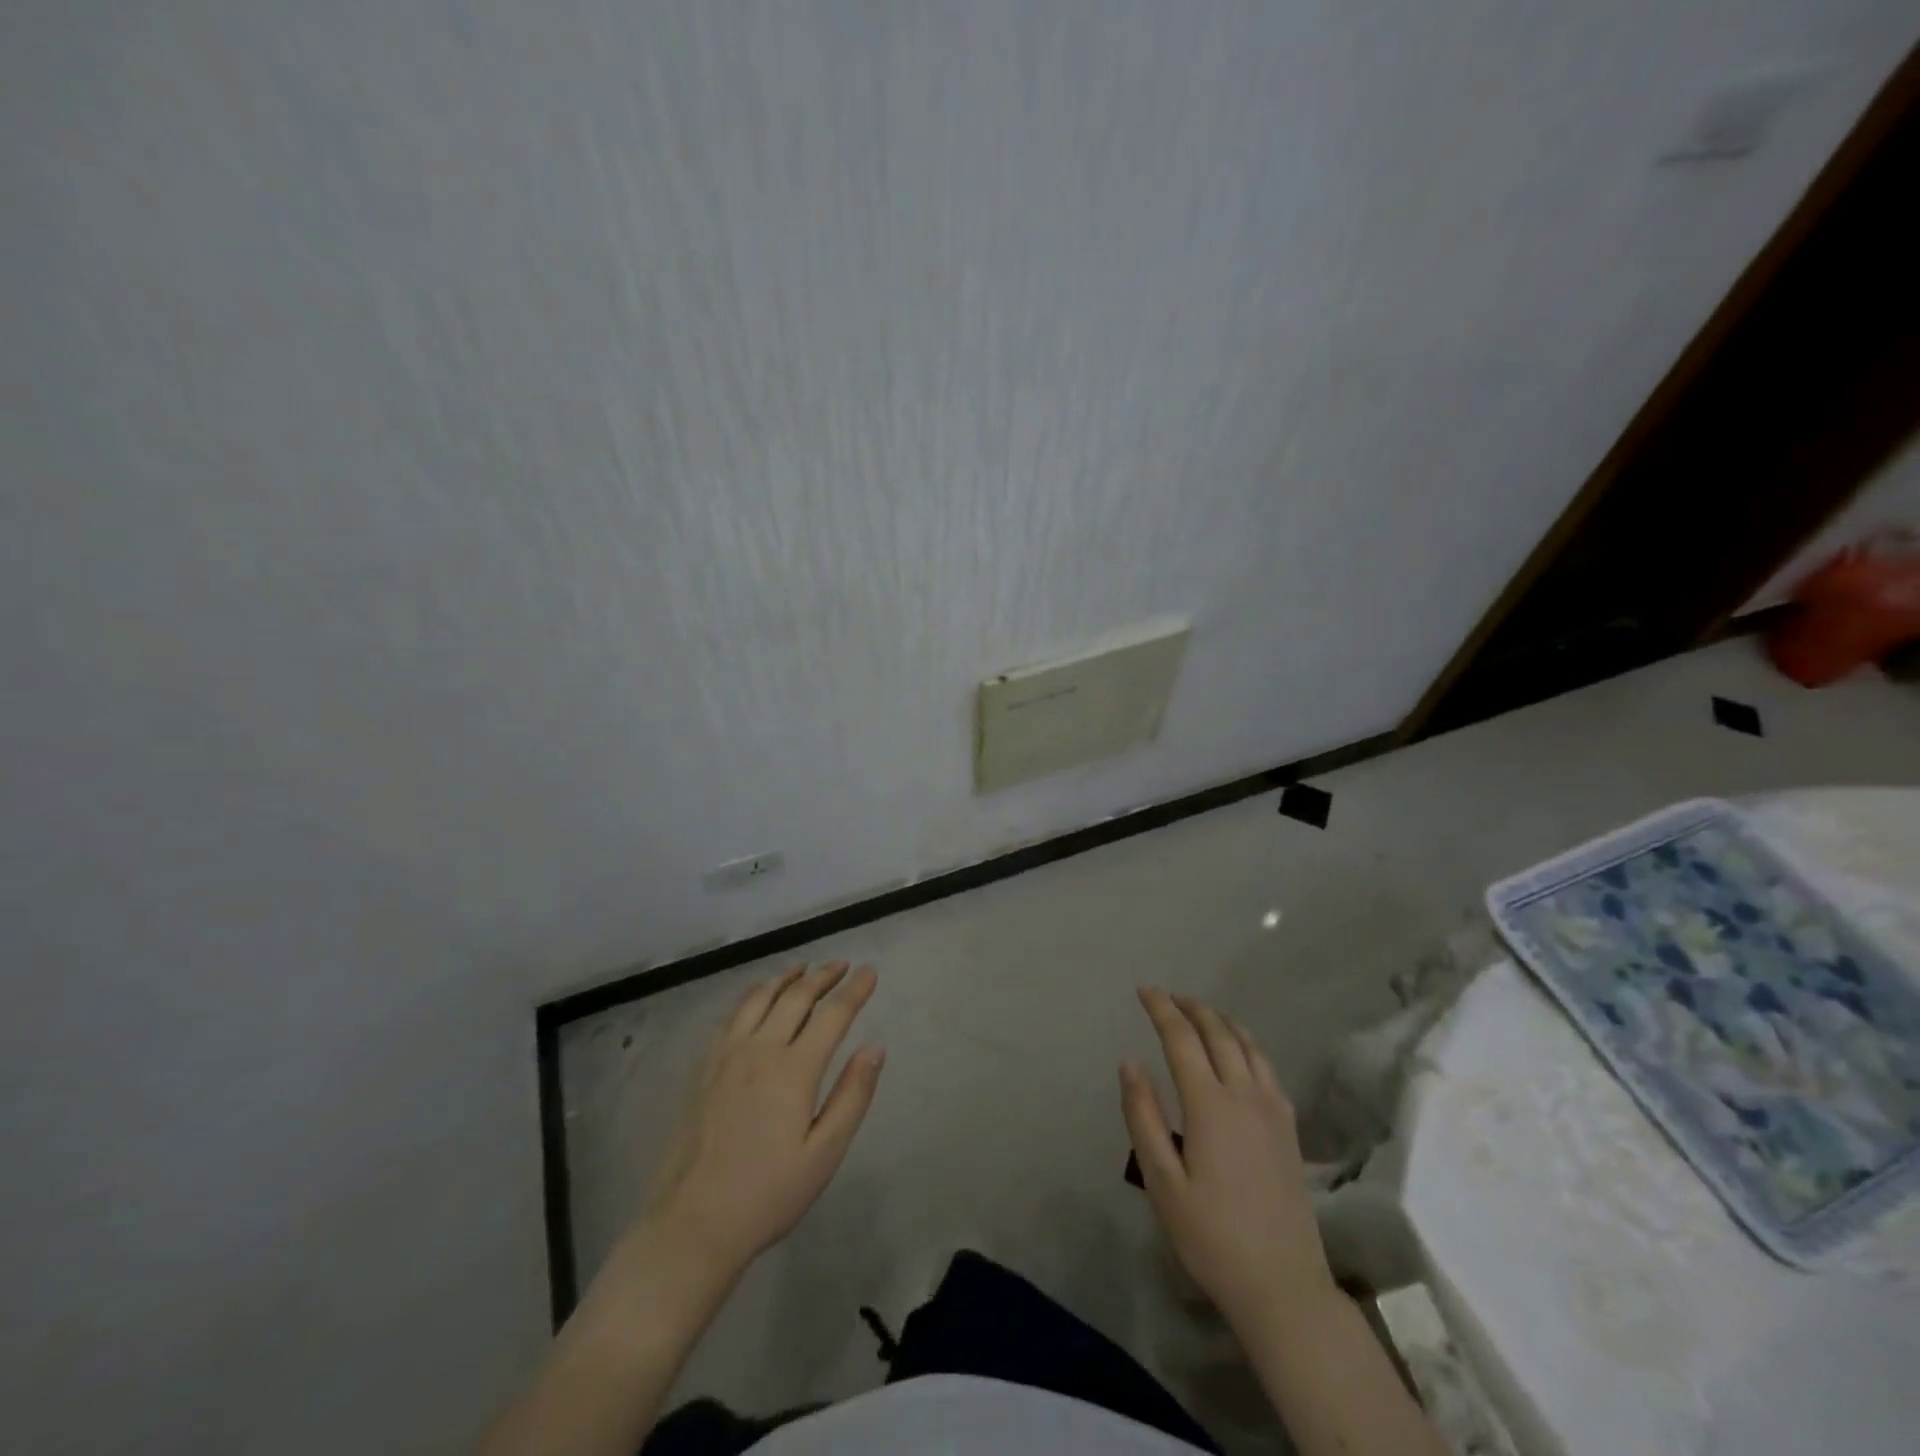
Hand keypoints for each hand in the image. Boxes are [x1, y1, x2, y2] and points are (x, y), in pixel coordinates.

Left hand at [638, 962, 884, 1277]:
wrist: (693, 1223)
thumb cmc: (768, 1194)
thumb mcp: (824, 1154)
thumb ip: (852, 1095)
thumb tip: (875, 1047)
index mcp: (794, 1069)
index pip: (833, 1015)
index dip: (854, 990)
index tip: (870, 971)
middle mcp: (761, 1049)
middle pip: (796, 997)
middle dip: (823, 976)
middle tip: (842, 964)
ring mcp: (727, 1055)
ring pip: (760, 998)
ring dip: (785, 978)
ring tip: (802, 967)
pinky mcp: (704, 1067)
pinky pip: (731, 1015)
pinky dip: (752, 995)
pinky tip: (757, 998)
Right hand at [1120, 987, 1335, 1337]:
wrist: (1283, 1285)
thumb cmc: (1211, 1236)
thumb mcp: (1162, 1182)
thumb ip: (1143, 1117)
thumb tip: (1130, 1063)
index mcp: (1209, 1105)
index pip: (1182, 1039)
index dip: (1161, 1009)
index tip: (1144, 990)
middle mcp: (1244, 1095)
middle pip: (1218, 1033)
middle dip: (1191, 1008)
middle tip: (1169, 996)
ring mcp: (1273, 1109)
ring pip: (1247, 1045)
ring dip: (1221, 1021)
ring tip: (1201, 1013)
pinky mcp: (1289, 1128)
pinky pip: (1267, 1066)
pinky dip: (1247, 1043)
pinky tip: (1240, 1051)